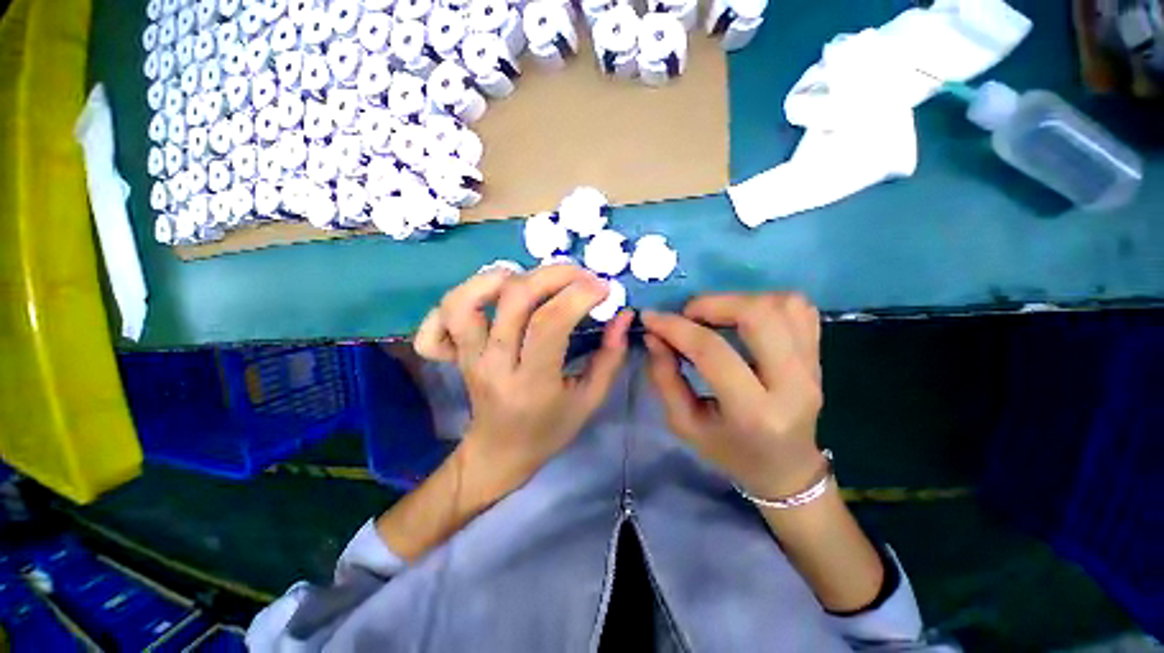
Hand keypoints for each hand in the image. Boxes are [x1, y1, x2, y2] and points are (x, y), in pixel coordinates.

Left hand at [415, 264, 633, 498]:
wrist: (500, 453)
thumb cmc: (549, 430)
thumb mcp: (589, 400)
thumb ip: (610, 357)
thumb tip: (622, 316)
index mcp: (532, 383)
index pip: (549, 324)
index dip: (578, 296)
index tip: (603, 288)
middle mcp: (494, 365)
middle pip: (513, 300)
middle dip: (552, 276)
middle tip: (580, 274)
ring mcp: (468, 358)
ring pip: (463, 303)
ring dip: (496, 278)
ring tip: (528, 277)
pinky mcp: (455, 356)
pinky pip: (436, 325)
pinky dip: (454, 302)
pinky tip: (484, 298)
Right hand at [642, 293, 823, 499]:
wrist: (785, 467)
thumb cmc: (729, 451)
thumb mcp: (684, 424)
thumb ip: (664, 377)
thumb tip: (654, 335)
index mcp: (754, 412)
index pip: (712, 352)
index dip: (675, 328)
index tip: (650, 318)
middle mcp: (793, 384)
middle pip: (759, 315)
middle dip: (713, 303)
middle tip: (688, 315)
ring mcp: (814, 366)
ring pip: (783, 304)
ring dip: (738, 300)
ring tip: (714, 316)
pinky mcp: (820, 354)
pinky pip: (799, 308)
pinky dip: (765, 301)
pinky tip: (743, 317)